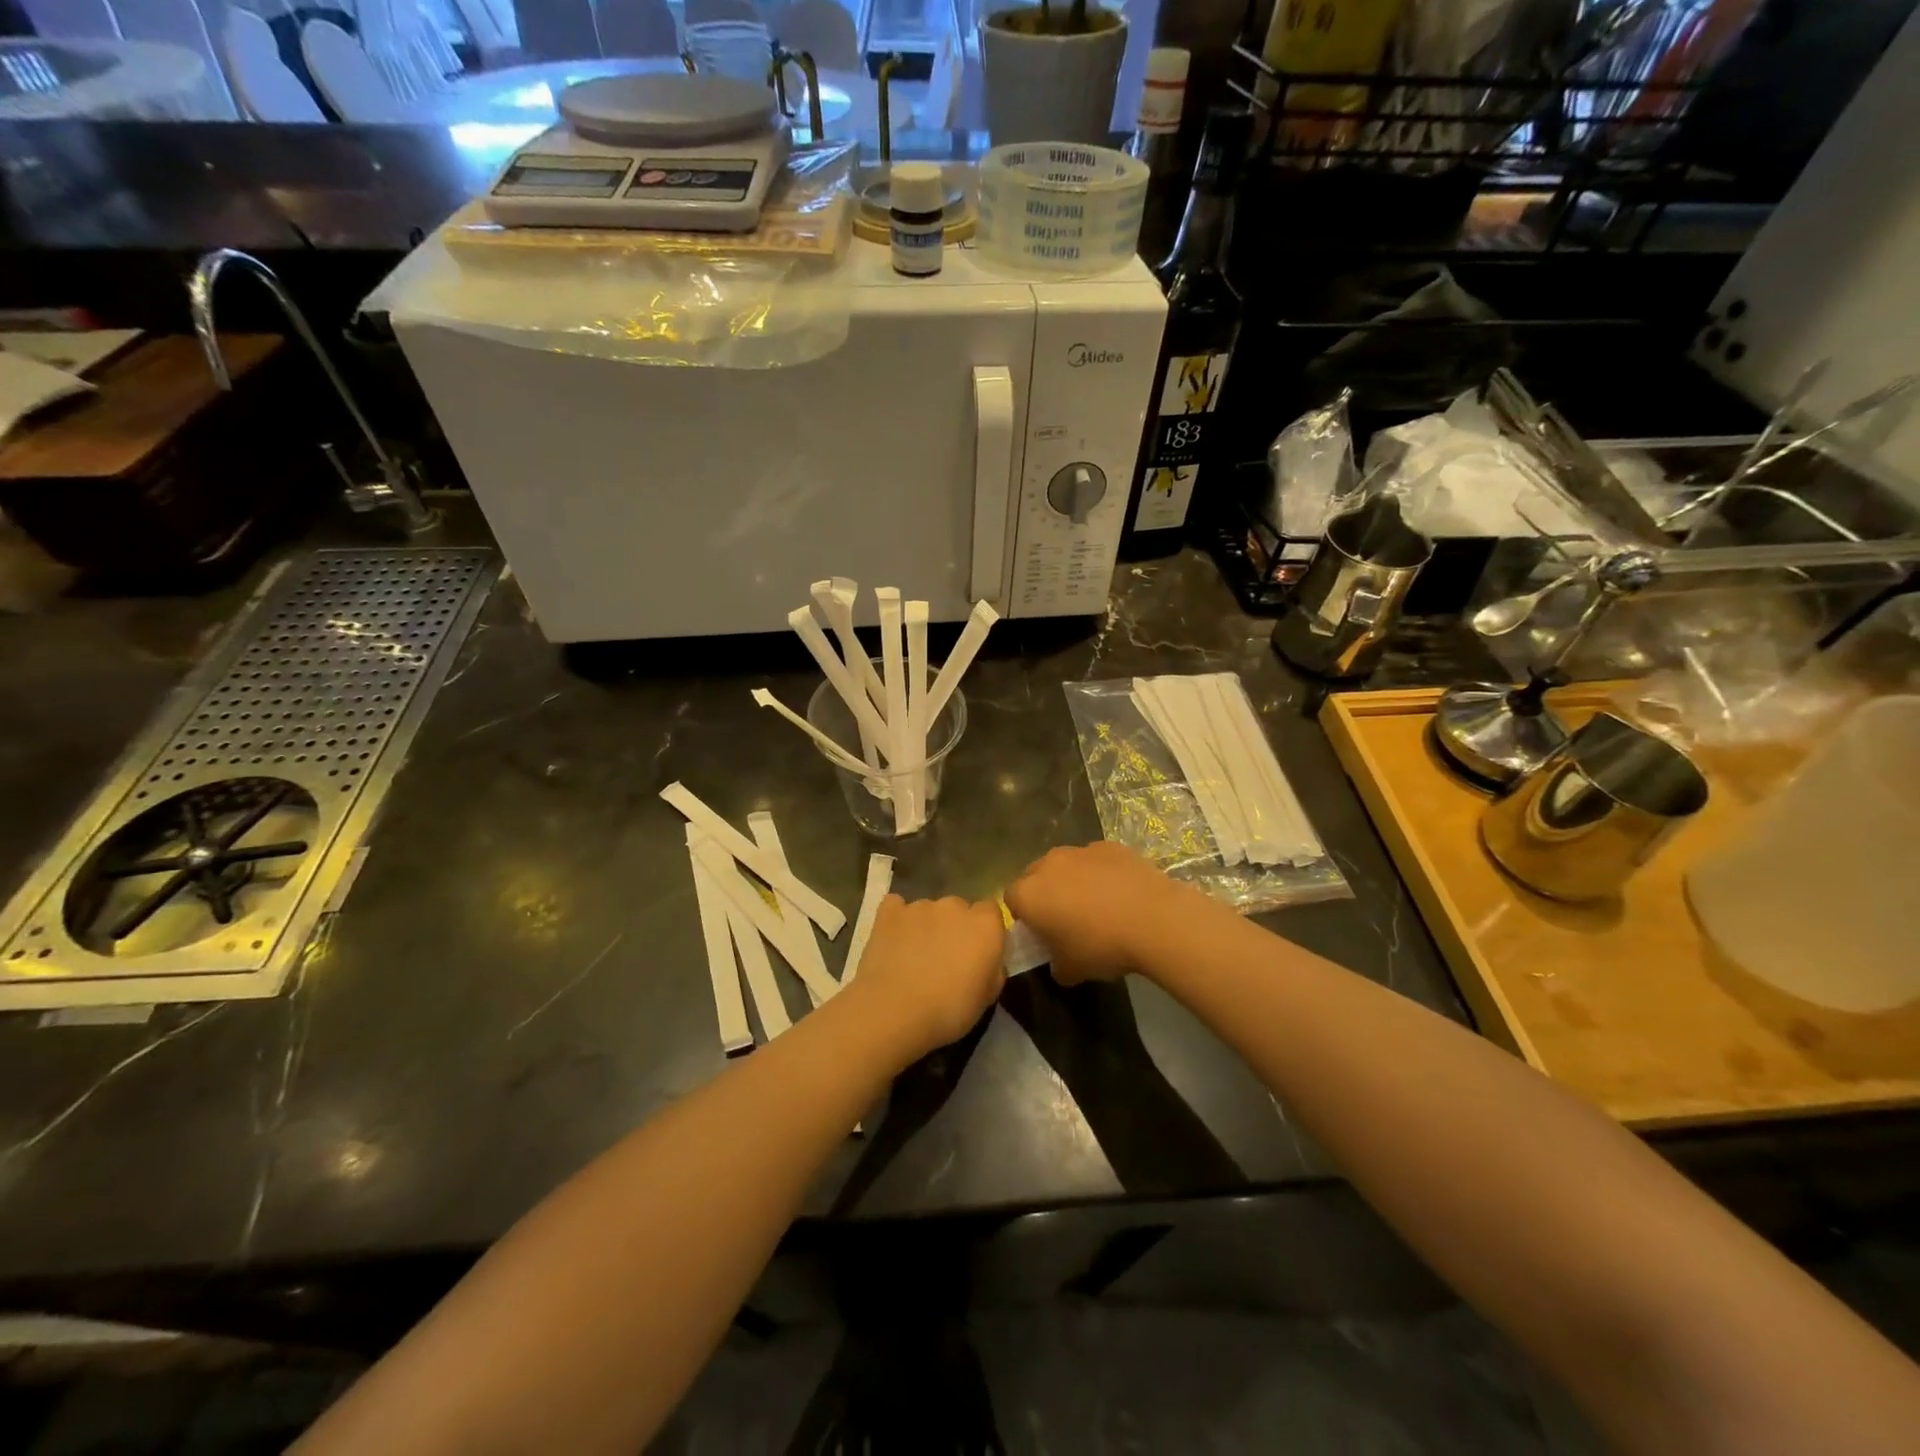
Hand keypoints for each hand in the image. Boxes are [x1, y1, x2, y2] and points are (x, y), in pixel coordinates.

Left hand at [848, 895, 1004, 1060]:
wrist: (895, 1011)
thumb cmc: (949, 1010)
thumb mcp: (986, 998)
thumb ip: (992, 969)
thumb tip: (988, 961)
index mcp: (985, 925)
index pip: (991, 911)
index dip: (984, 931)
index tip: (977, 953)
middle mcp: (955, 906)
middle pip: (959, 908)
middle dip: (954, 928)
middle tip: (945, 959)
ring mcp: (920, 906)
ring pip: (928, 910)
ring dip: (926, 926)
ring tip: (914, 957)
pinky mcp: (890, 912)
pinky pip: (897, 907)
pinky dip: (897, 920)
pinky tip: (893, 940)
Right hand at [1004, 842, 1212, 985]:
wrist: (1153, 918)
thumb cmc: (1101, 946)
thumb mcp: (1072, 970)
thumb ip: (1056, 965)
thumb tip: (1059, 964)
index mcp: (1029, 894)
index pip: (1011, 900)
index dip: (1023, 916)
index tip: (1040, 932)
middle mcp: (1048, 864)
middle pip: (1034, 876)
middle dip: (1044, 893)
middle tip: (1064, 918)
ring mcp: (1079, 850)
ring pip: (1065, 865)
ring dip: (1071, 880)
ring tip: (1096, 904)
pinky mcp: (1108, 845)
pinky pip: (1094, 860)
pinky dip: (1100, 873)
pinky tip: (1120, 893)